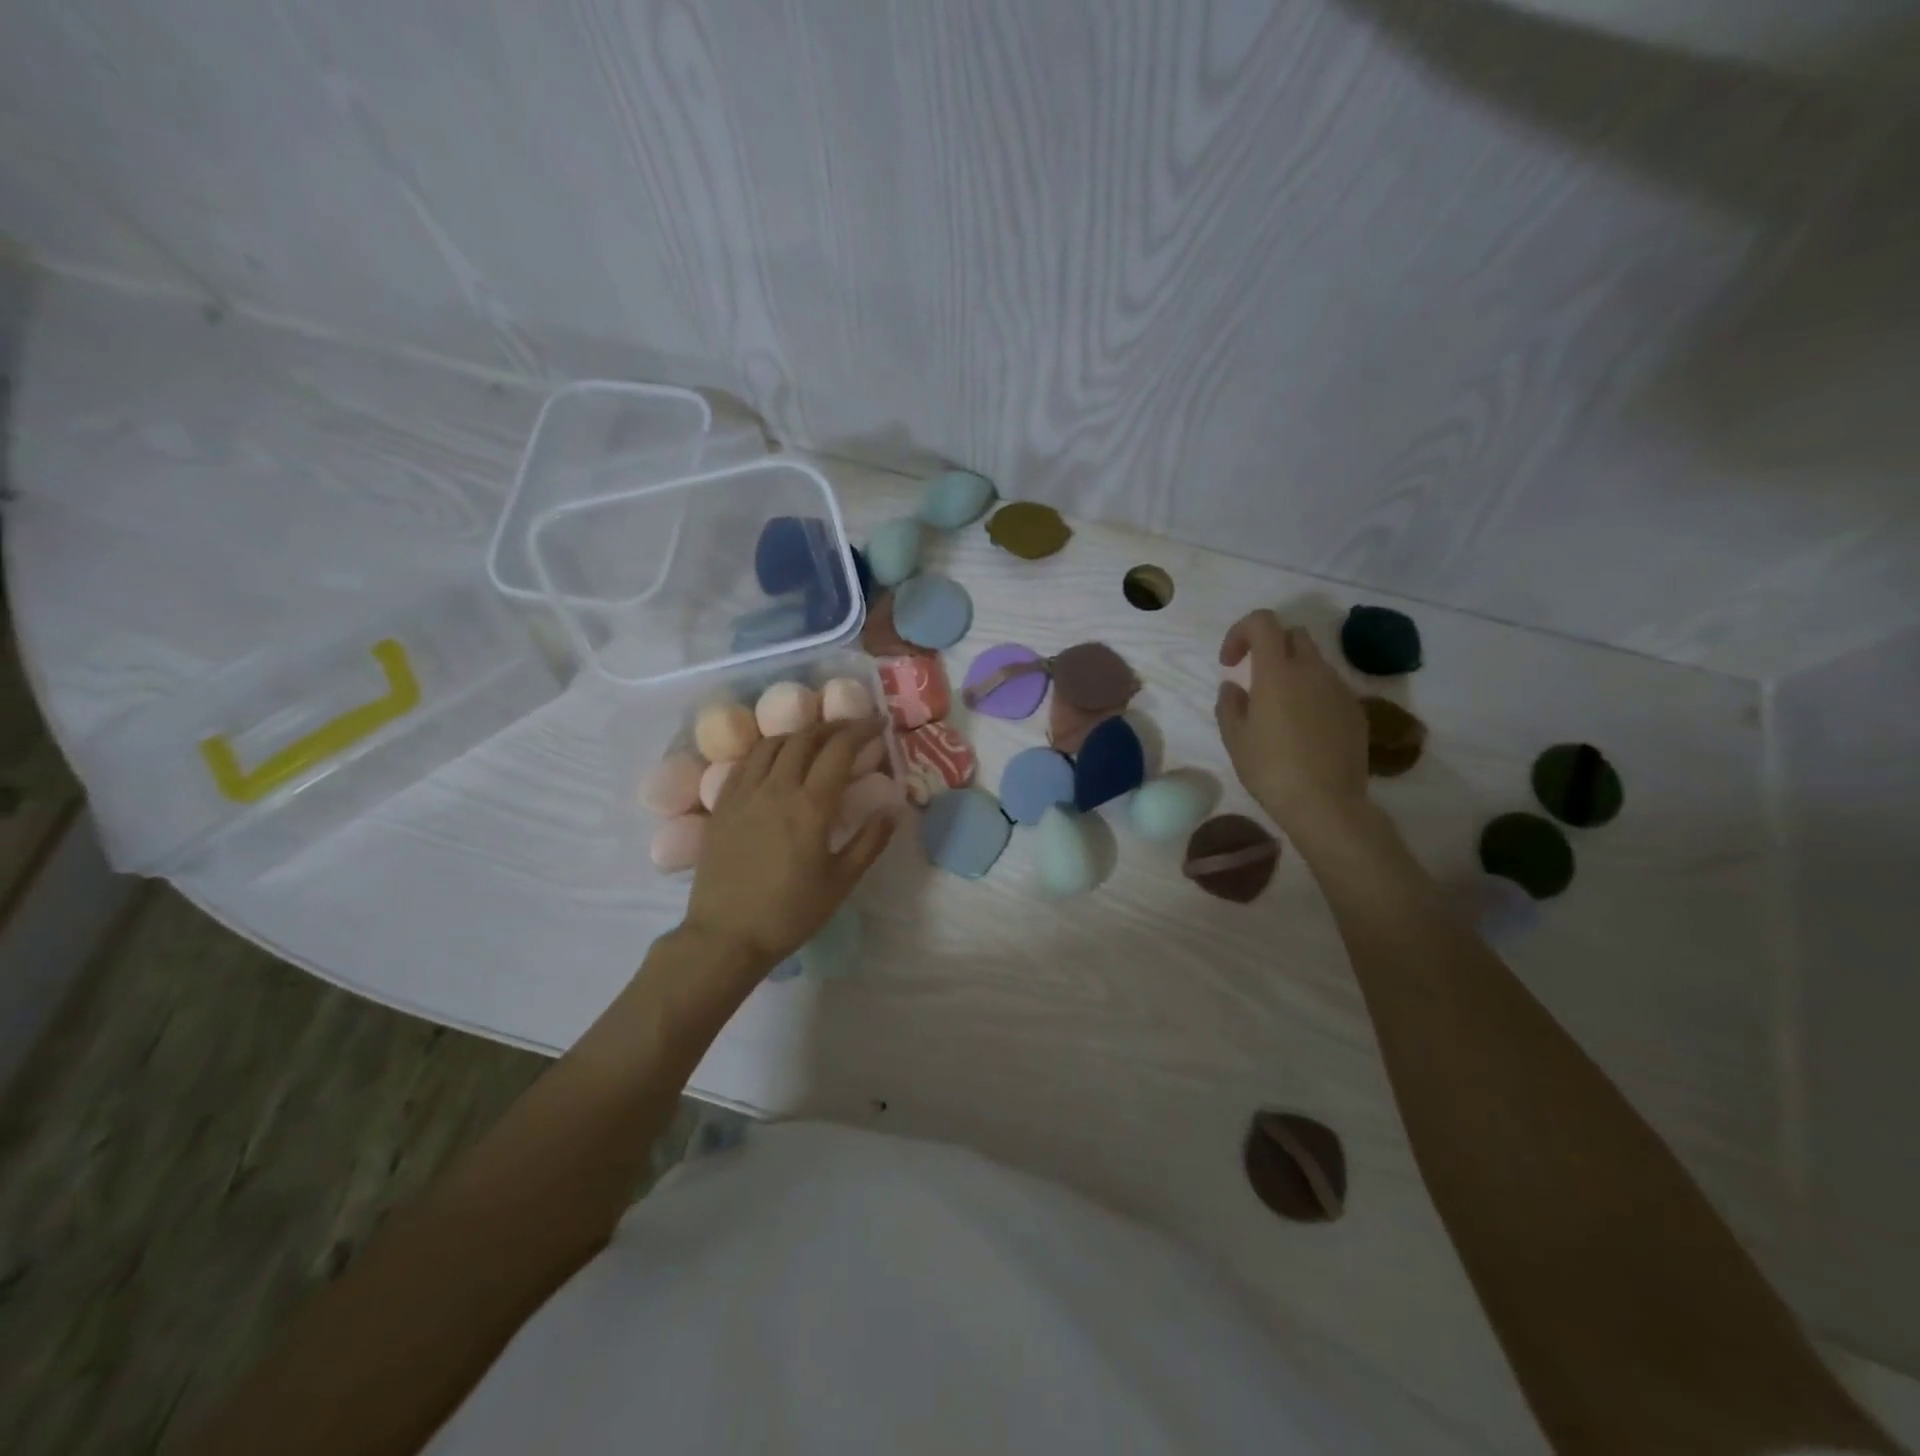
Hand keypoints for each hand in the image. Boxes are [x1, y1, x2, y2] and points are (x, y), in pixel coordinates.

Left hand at [683, 719, 895, 973]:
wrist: (726, 936)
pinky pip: (745, 762)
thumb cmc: (790, 913)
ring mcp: (744, 793)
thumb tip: (893, 809)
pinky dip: (767, 750)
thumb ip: (870, 842)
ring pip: (772, 744)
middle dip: (832, 726)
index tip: (878, 724)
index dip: (861, 730)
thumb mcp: (841, 882)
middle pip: (805, 737)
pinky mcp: (722, 805)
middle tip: (851, 729)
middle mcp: (776, 788)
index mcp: (810, 806)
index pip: (839, 750)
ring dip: (799, 733)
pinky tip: (775, 759)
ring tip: (815, 739)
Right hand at [1215, 610, 1367, 836]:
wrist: (1326, 804)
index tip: (1230, 662)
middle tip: (1255, 678)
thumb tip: (1234, 686)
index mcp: (1277, 672)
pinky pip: (1330, 687)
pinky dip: (1313, 693)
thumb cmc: (1270, 769)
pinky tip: (1303, 728)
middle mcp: (1312, 671)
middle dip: (1271, 647)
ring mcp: (1339, 689)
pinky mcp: (1356, 710)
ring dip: (1293, 671)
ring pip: (1314, 662)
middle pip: (1293, 635)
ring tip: (1279, 708)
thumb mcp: (1234, 738)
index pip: (1262, 622)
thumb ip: (1229, 704)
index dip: (1241, 632)